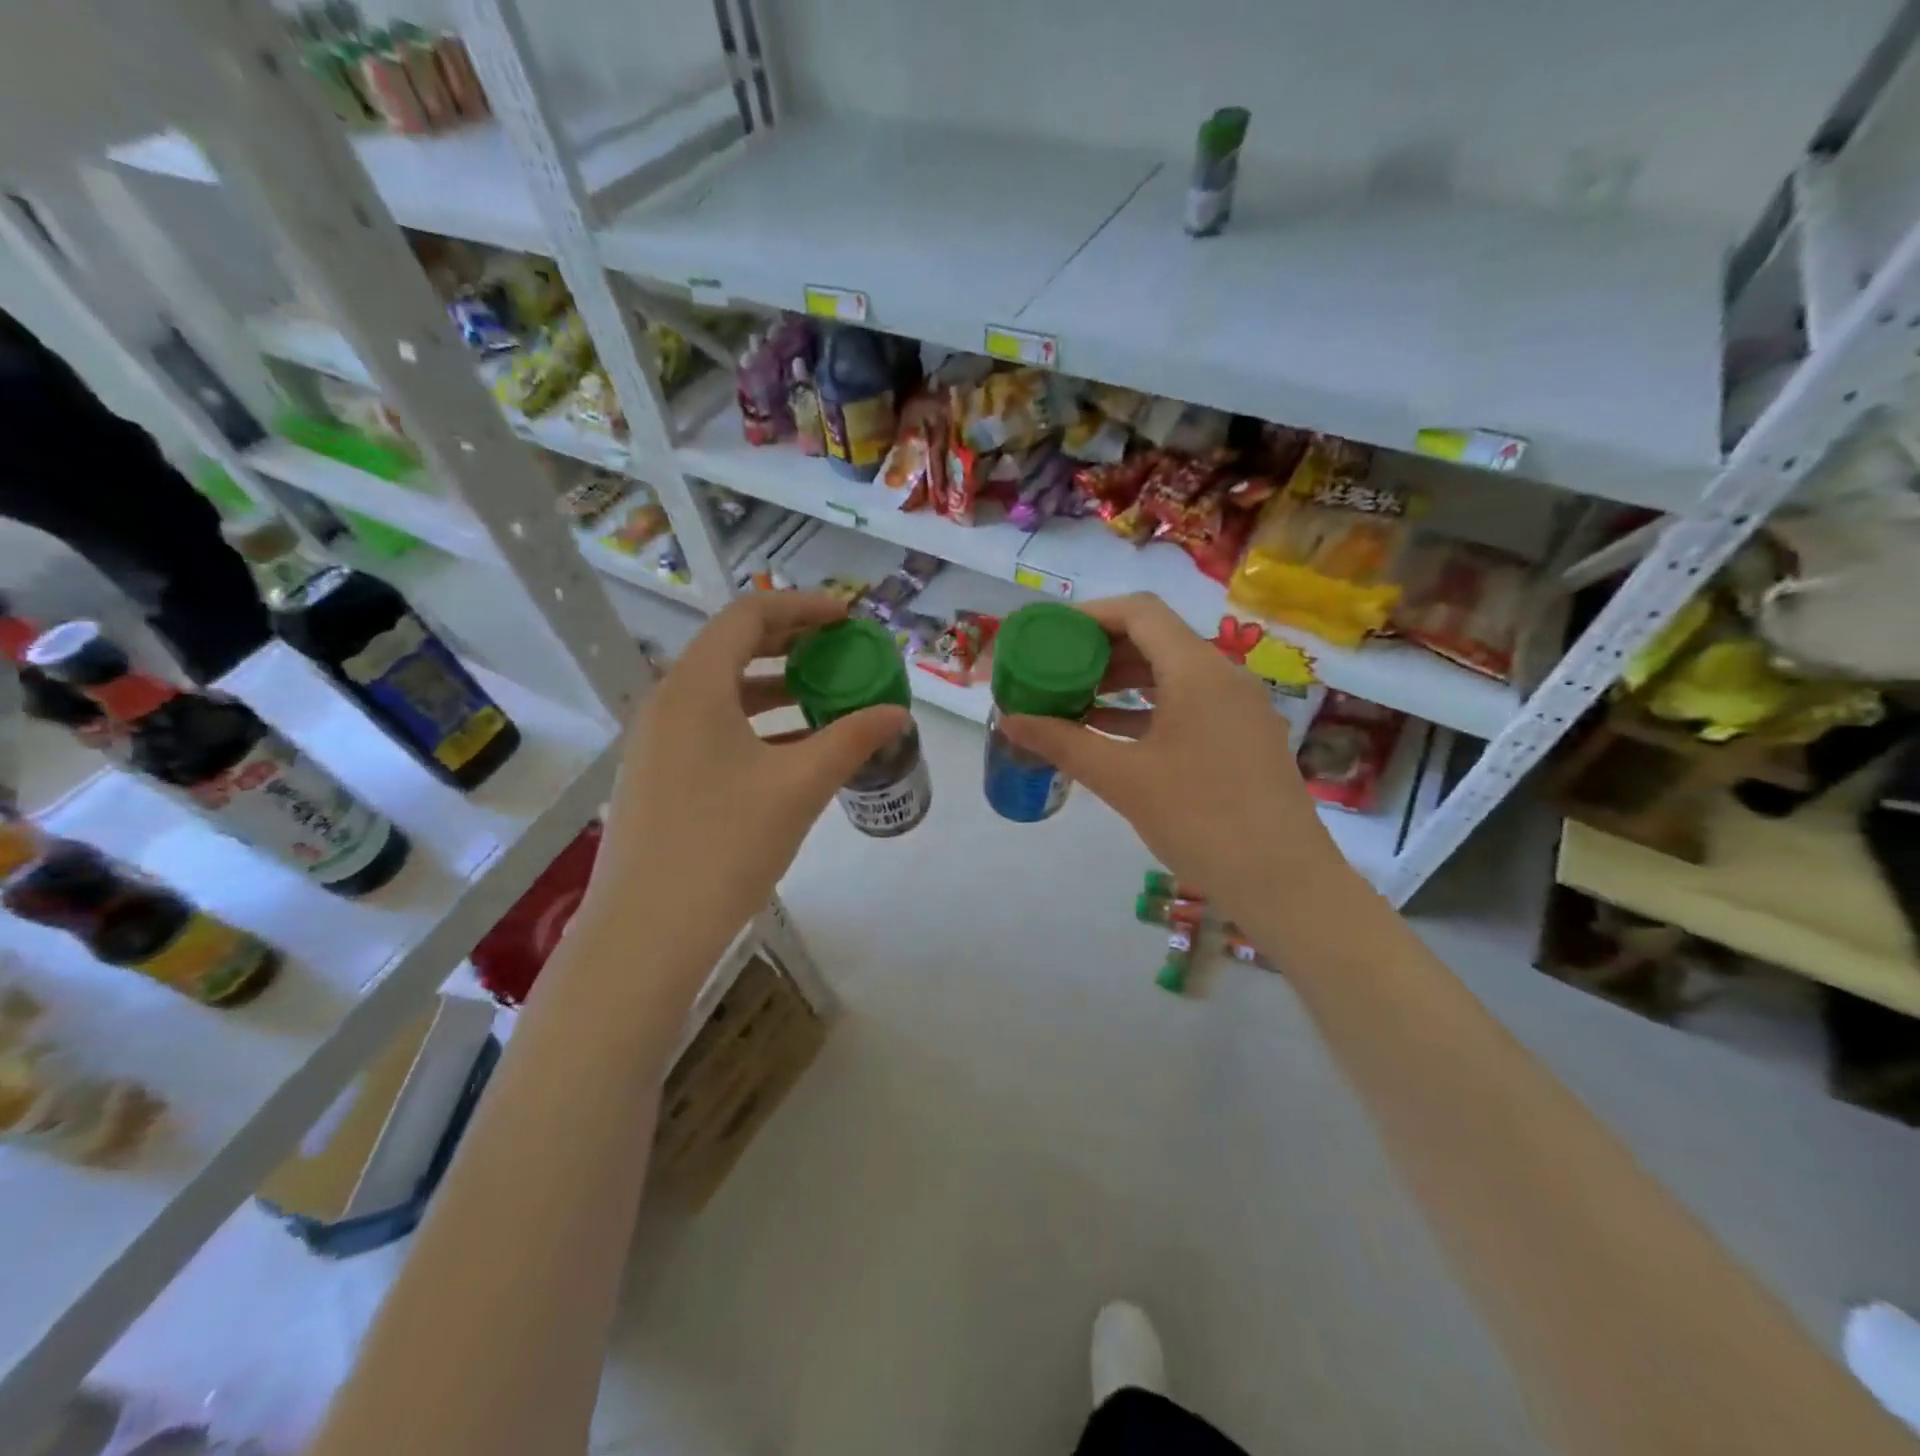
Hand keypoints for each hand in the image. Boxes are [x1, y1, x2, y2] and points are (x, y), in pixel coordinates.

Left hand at [584, 593, 909, 962]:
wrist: (647, 931)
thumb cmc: (725, 844)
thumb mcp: (799, 787)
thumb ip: (851, 740)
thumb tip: (898, 715)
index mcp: (695, 687)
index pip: (749, 615)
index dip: (803, 608)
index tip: (848, 620)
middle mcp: (668, 702)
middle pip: (733, 648)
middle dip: (792, 644)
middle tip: (841, 653)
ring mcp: (657, 741)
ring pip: (723, 691)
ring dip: (775, 686)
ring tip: (824, 700)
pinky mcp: (658, 775)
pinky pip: (712, 727)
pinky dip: (755, 723)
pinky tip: (792, 750)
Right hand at [996, 594, 1350, 922]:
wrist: (1283, 881)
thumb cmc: (1199, 819)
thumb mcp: (1122, 779)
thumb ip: (1063, 743)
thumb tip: (1009, 721)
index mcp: (1197, 671)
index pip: (1140, 612)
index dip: (1091, 615)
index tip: (1052, 634)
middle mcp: (1225, 676)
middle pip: (1157, 640)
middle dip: (1102, 652)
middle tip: (1057, 672)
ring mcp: (1240, 708)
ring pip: (1174, 674)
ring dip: (1124, 683)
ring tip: (1077, 702)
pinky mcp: (1244, 737)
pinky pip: (1191, 704)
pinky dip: (1150, 709)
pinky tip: (1115, 733)